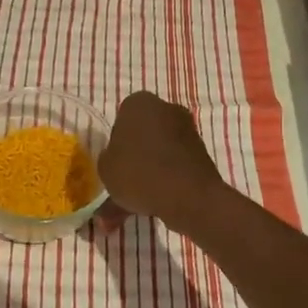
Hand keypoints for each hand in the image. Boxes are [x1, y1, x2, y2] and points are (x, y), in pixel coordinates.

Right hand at [98, 91, 228, 235]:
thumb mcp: (106, 170)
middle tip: (124, 184)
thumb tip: (114, 163)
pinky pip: (175, 165)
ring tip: (137, 204)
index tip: (114, 164)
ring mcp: (187, 129)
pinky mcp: (202, 151)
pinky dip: (166, 180)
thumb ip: (107, 161)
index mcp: (138, 103)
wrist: (188, 195)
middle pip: (142, 135)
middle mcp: (165, 108)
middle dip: (134, 158)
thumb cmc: (139, 173)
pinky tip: (156, 204)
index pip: (120, 120)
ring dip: (149, 172)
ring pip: (159, 152)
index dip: (115, 144)